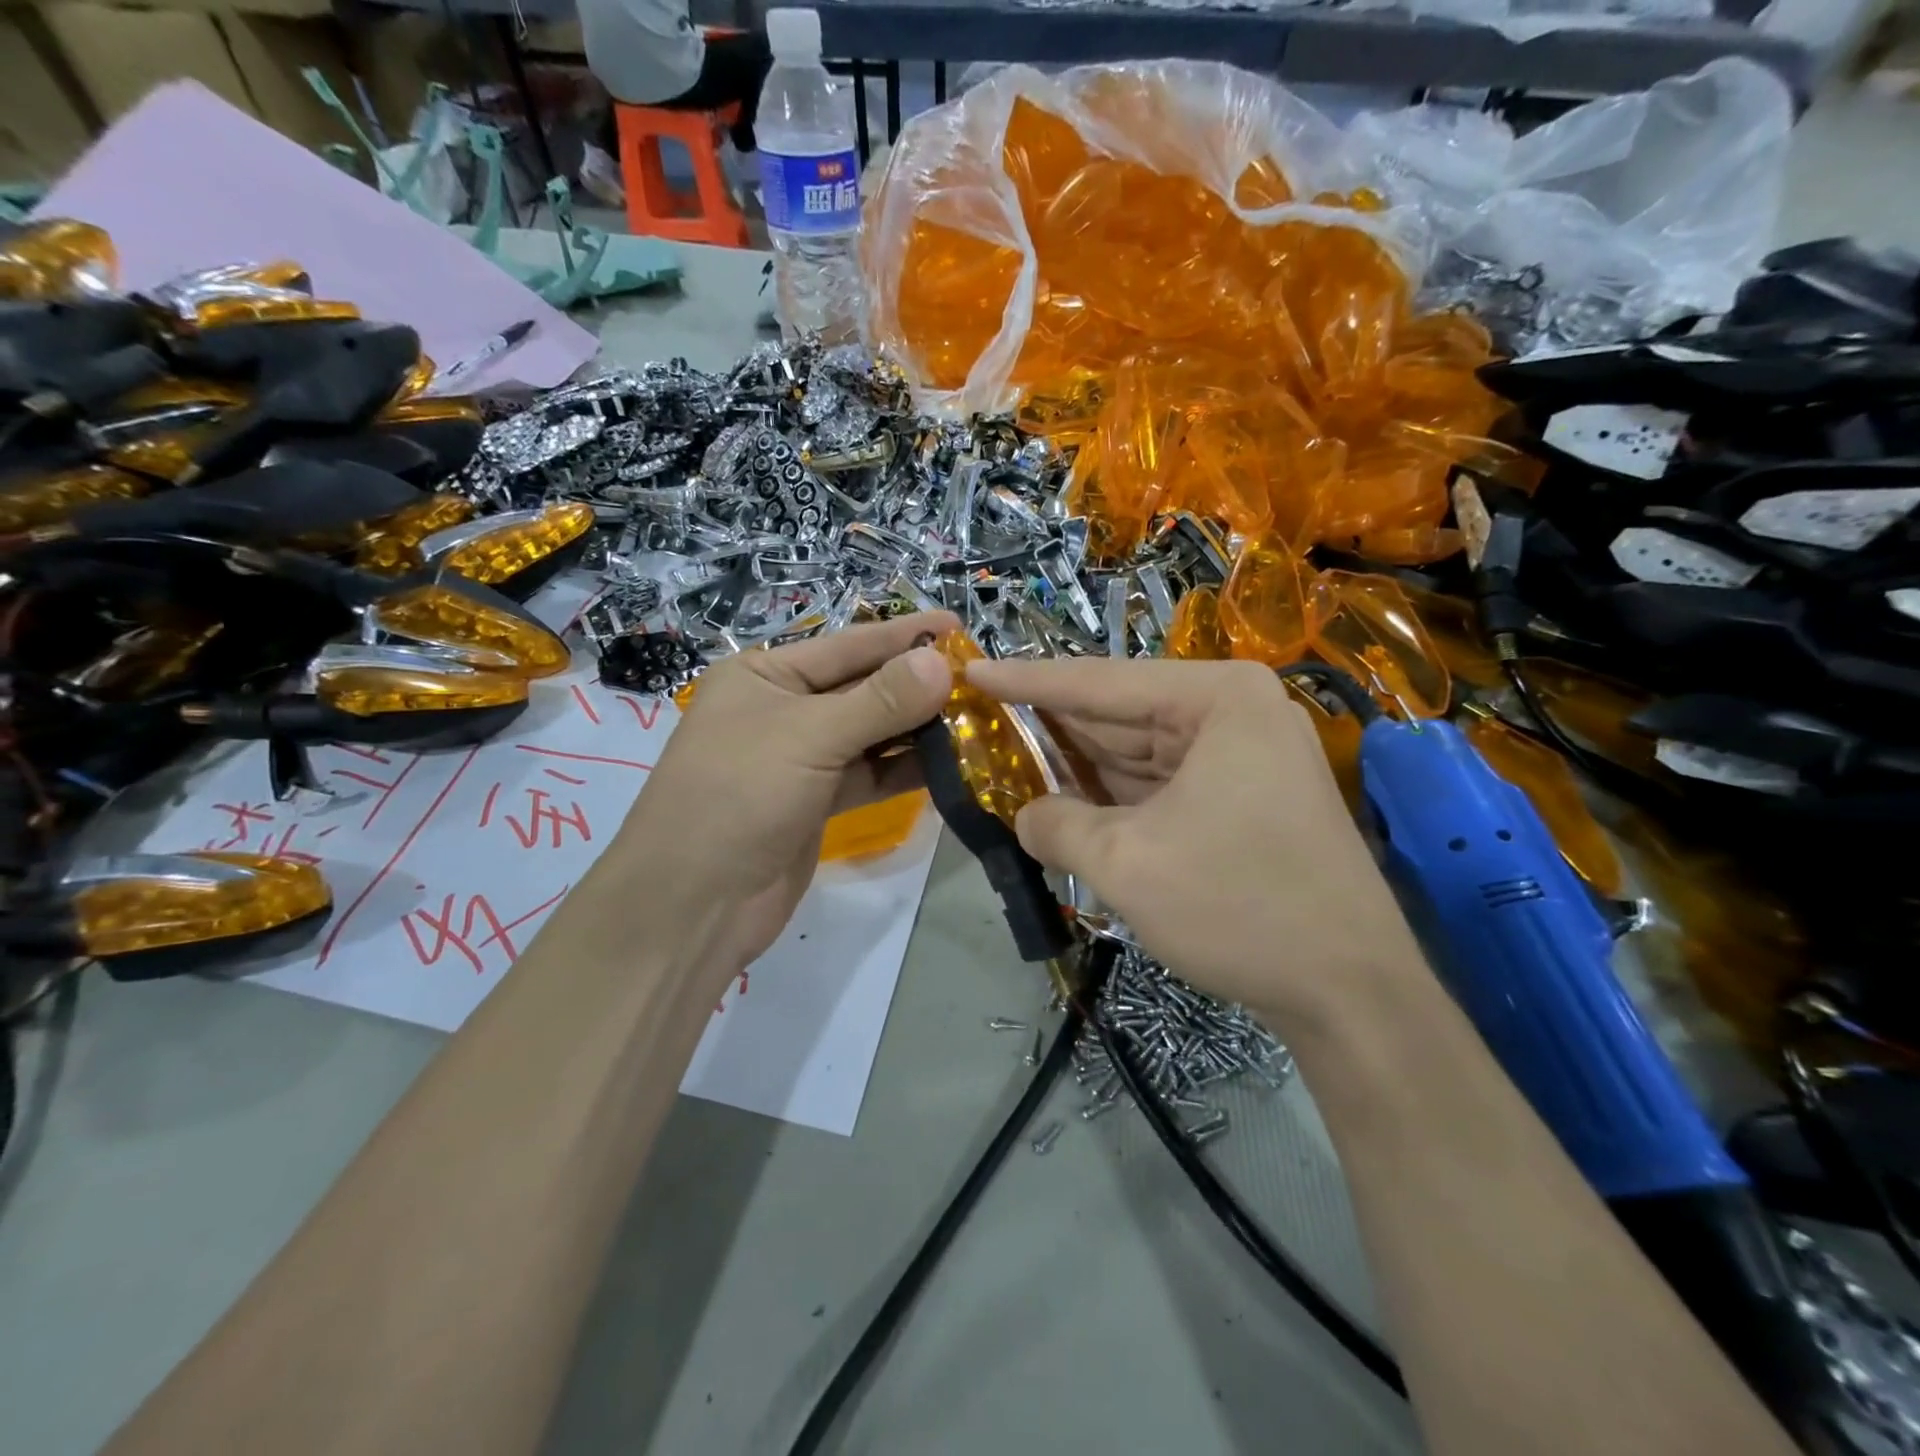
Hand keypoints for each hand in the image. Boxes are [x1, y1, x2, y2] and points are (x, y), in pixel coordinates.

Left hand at [614, 612, 955, 981]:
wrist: (694, 904)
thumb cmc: (738, 796)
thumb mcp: (809, 737)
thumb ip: (880, 700)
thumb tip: (941, 662)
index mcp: (764, 676)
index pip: (847, 645)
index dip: (903, 635)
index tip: (958, 625)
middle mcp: (782, 710)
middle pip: (862, 688)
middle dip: (917, 684)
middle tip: (980, 677)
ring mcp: (801, 759)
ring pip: (870, 734)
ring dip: (918, 728)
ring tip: (977, 717)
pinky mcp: (817, 802)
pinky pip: (870, 774)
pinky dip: (904, 769)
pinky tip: (950, 763)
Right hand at [966, 656, 1427, 1025]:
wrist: (1352, 994)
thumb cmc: (1239, 906)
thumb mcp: (1125, 863)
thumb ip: (1056, 826)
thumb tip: (1024, 816)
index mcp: (1217, 699)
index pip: (1100, 683)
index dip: (1027, 680)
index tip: (969, 670)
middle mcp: (1235, 713)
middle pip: (1120, 714)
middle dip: (1051, 727)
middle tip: (980, 720)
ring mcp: (1244, 757)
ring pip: (1138, 753)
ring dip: (1078, 766)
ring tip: (1007, 760)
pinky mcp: (1243, 799)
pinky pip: (1161, 784)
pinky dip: (1113, 796)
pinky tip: (1064, 800)